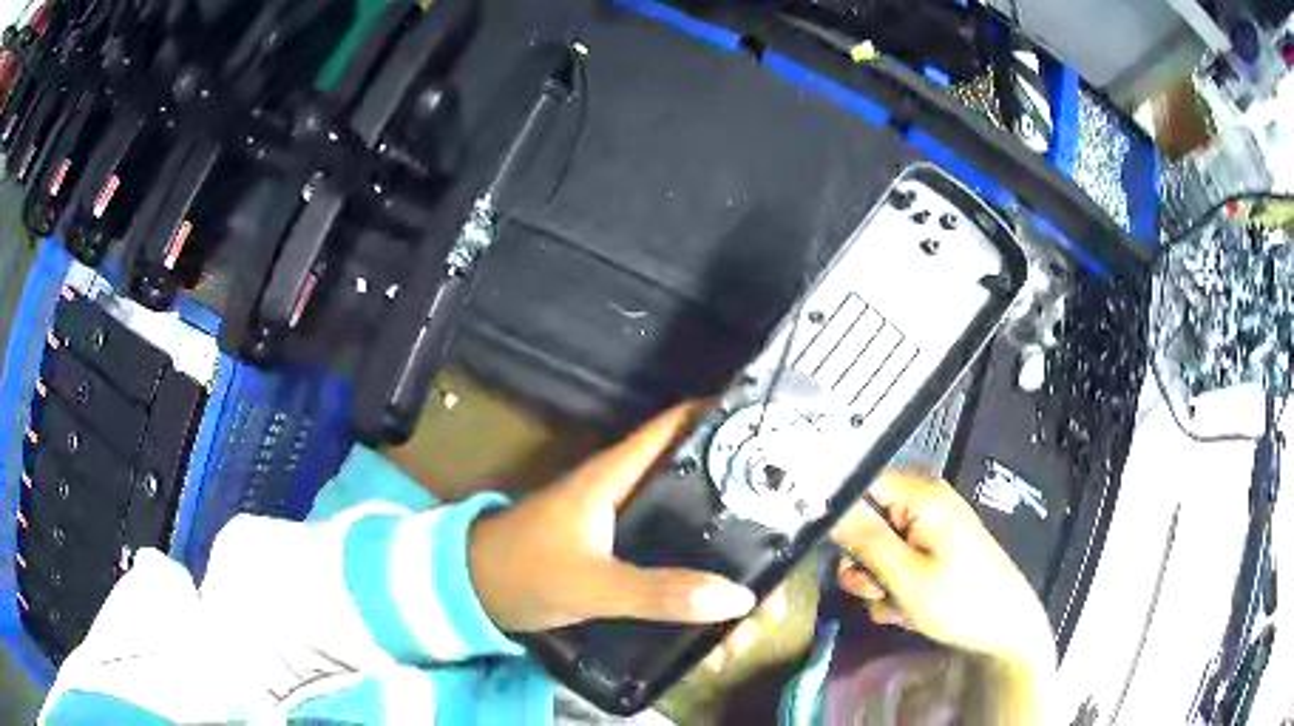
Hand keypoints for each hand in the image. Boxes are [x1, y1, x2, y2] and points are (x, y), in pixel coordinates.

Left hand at [468, 403, 757, 632]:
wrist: (474, 592)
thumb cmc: (524, 572)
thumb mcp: (592, 584)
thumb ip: (658, 592)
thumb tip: (737, 598)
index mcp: (616, 474)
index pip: (676, 425)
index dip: (723, 416)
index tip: (775, 425)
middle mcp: (626, 488)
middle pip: (696, 477)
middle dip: (742, 498)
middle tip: (789, 524)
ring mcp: (623, 520)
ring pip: (687, 520)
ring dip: (725, 546)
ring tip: (766, 581)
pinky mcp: (618, 548)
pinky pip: (670, 551)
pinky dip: (698, 571)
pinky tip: (722, 603)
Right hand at [831, 472, 1055, 671]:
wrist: (1005, 629)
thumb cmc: (960, 600)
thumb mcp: (906, 576)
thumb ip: (865, 539)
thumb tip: (826, 504)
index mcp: (921, 496)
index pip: (861, 482)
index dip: (839, 512)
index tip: (829, 548)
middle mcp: (923, 504)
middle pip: (865, 521)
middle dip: (863, 562)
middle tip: (876, 589)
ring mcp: (929, 530)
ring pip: (876, 550)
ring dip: (877, 582)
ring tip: (897, 604)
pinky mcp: (932, 553)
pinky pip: (895, 565)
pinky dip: (893, 589)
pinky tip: (908, 608)